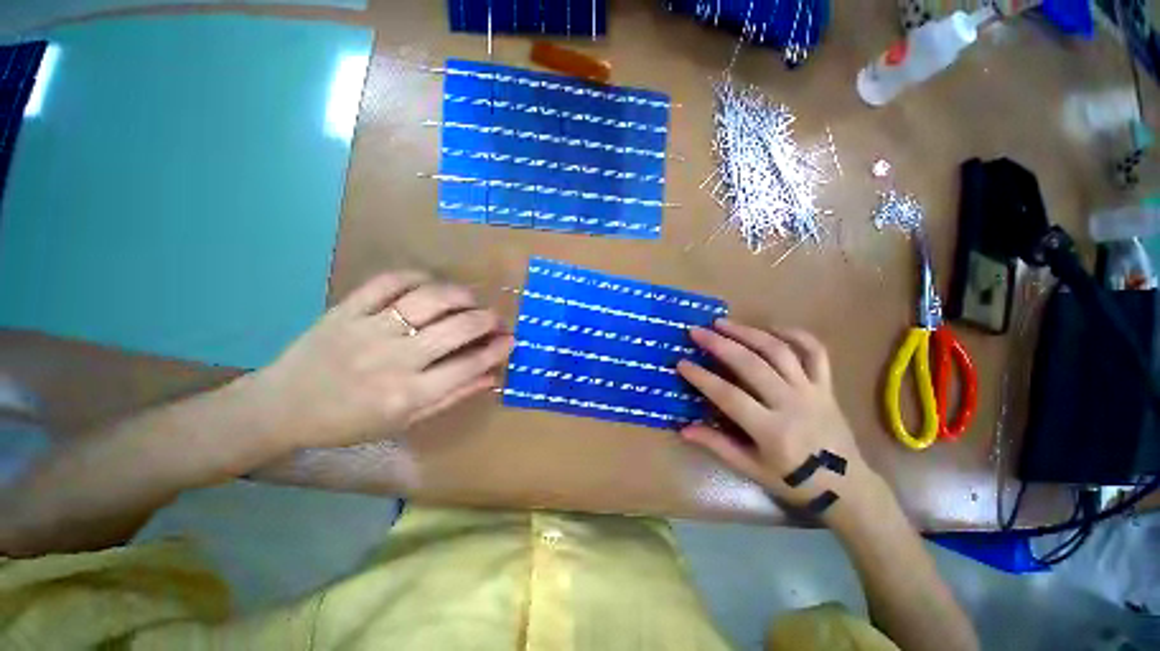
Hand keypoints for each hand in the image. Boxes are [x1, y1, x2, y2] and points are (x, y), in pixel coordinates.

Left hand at [246, 271, 512, 450]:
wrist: (281, 407)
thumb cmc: (348, 422)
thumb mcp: (404, 421)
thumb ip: (451, 397)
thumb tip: (491, 376)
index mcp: (409, 394)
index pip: (468, 366)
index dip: (496, 350)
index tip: (511, 339)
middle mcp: (394, 360)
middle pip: (456, 329)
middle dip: (486, 320)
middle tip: (496, 319)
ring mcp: (369, 330)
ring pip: (428, 300)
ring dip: (459, 295)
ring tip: (470, 299)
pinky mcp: (347, 310)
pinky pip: (388, 282)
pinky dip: (416, 277)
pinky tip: (430, 283)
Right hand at [677, 319, 879, 518]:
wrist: (846, 486)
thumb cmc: (793, 480)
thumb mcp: (751, 469)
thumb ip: (717, 445)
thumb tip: (683, 428)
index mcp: (771, 430)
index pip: (729, 396)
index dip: (702, 378)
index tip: (681, 363)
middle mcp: (791, 404)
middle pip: (752, 365)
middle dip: (720, 345)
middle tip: (697, 331)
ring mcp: (811, 391)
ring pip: (779, 351)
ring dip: (749, 333)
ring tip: (723, 323)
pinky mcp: (826, 385)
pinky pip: (815, 352)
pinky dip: (795, 334)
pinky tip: (771, 328)